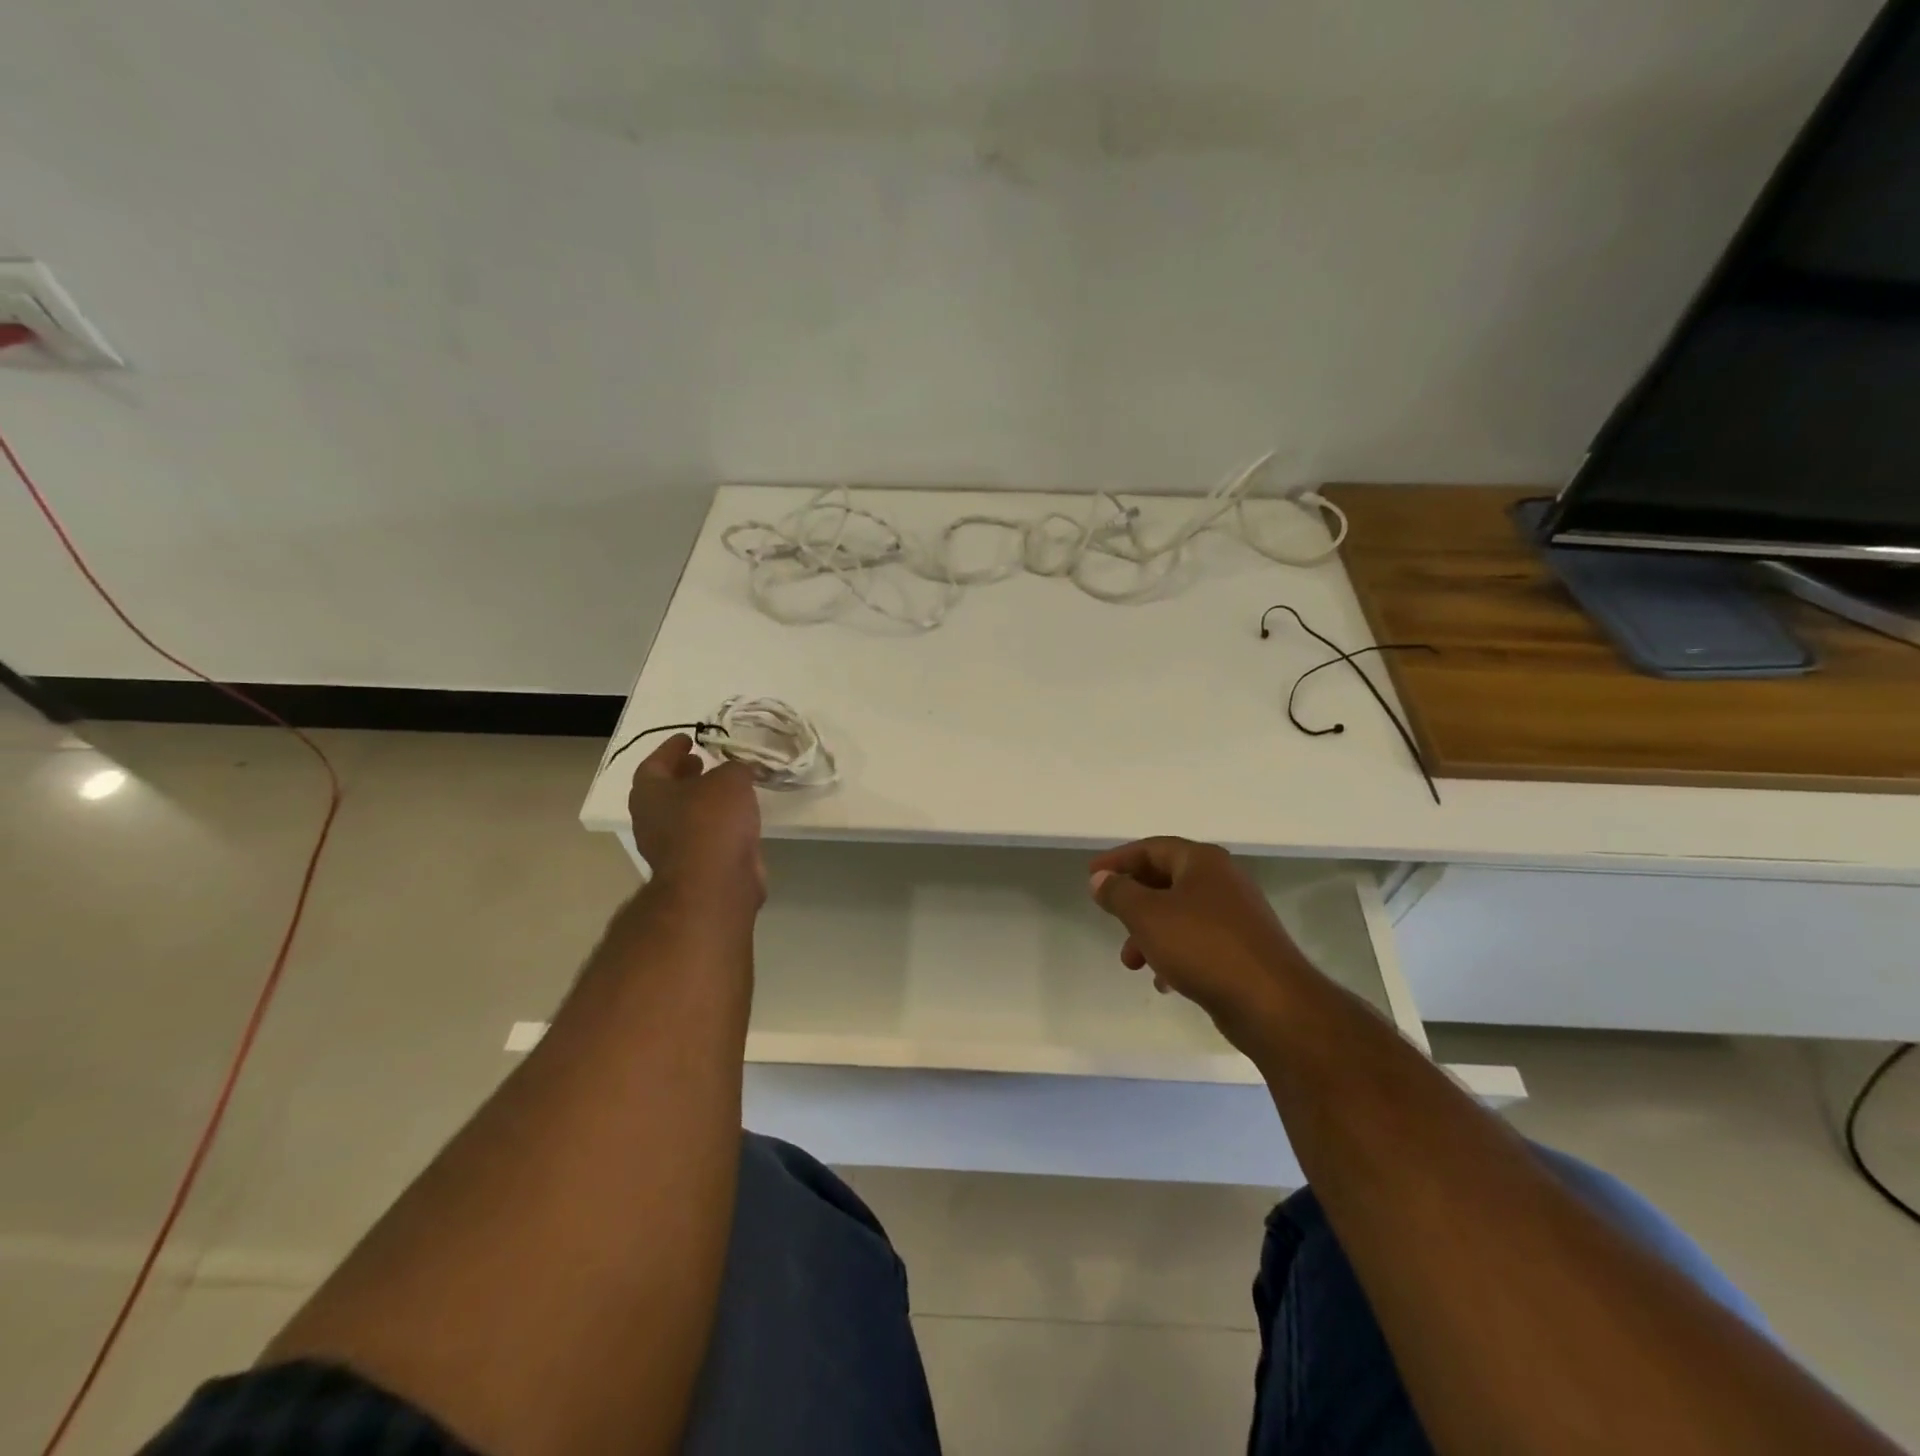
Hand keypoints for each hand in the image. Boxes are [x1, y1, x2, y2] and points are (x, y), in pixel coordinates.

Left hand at [627, 735, 764, 905]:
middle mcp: (653, 820)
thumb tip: (739, 771)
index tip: (688, 738)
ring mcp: (672, 848)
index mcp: (649, 794)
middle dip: (685, 776)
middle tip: (704, 762)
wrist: (715, 883)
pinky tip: (741, 817)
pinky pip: (706, 837)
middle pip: (666, 792)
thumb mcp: (730, 779)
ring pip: (687, 816)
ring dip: (704, 801)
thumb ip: (735, 768)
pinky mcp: (695, 868)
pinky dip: (720, 824)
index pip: (654, 764)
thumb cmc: (711, 821)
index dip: (671, 749)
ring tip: (729, 787)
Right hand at [1089, 837, 1319, 1051]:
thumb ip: (1119, 893)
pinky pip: (1198, 943)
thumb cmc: (1203, 947)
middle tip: (1110, 920)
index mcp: (1202, 862)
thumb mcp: (1148, 915)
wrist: (1272, 1003)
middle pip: (1165, 881)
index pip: (1152, 848)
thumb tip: (1101, 878)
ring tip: (1132, 963)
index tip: (1091, 876)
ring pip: (1180, 916)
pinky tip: (1164, 982)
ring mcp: (1237, 917)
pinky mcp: (1244, 950)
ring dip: (1150, 934)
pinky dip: (1175, 955)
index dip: (1118, 860)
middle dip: (1133, 904)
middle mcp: (1223, 881)